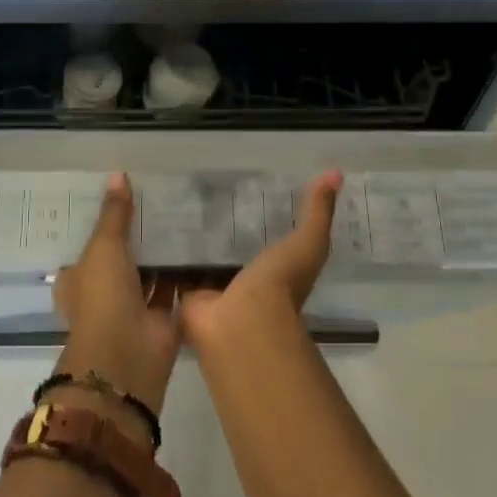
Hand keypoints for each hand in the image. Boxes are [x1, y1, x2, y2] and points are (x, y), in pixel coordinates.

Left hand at [52, 175, 179, 420]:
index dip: (103, 225)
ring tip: (184, 215)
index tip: (123, 200)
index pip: (89, 246)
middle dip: (138, 236)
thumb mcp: (103, 247)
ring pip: (149, 273)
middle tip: (159, 200)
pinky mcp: (162, 320)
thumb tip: (117, 174)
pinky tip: (200, 244)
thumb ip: (114, 214)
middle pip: (122, 258)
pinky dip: (185, 272)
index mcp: (79, 279)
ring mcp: (133, 308)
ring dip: (162, 253)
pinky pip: (174, 288)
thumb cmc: (102, 297)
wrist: (127, 356)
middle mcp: (104, 293)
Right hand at [179, 171, 341, 350]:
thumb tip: (337, 173)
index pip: (267, 236)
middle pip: (232, 248)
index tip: (243, 183)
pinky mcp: (187, 296)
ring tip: (176, 204)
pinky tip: (159, 230)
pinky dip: (170, 257)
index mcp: (274, 270)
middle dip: (220, 225)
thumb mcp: (308, 242)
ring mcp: (215, 291)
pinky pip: (178, 272)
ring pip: (203, 260)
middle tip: (203, 190)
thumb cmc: (279, 284)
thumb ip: (318, 212)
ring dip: (193, 240)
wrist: (242, 323)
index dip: (258, 213)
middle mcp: (245, 281)